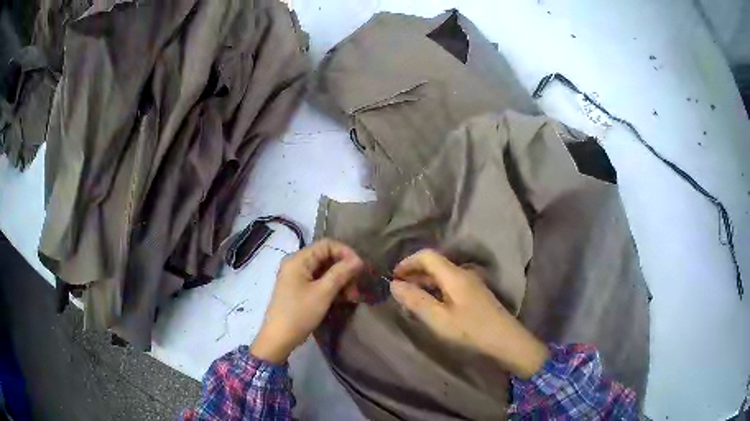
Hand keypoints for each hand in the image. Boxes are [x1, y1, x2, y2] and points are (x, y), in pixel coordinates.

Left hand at [250, 239, 363, 363]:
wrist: (279, 338)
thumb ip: (341, 273)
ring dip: (340, 280)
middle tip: (357, 287)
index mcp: (298, 260)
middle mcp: (296, 264)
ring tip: (353, 296)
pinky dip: (332, 287)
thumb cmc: (299, 313)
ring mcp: (297, 277)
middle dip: (345, 269)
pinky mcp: (299, 289)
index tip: (361, 268)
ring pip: (324, 271)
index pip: (327, 245)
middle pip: (326, 257)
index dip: (346, 253)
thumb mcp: (323, 293)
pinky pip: (319, 281)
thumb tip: (358, 260)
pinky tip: (343, 299)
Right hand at [390, 249, 548, 378]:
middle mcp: (463, 274)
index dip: (408, 262)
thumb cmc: (471, 330)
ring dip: (424, 283)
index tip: (393, 276)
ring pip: (442, 276)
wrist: (506, 342)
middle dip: (414, 273)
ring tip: (410, 298)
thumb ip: (416, 300)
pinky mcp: (475, 296)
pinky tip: (430, 305)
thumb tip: (394, 285)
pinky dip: (435, 290)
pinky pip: (450, 285)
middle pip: (435, 264)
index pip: (427, 256)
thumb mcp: (439, 319)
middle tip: (398, 290)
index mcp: (454, 275)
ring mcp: (471, 284)